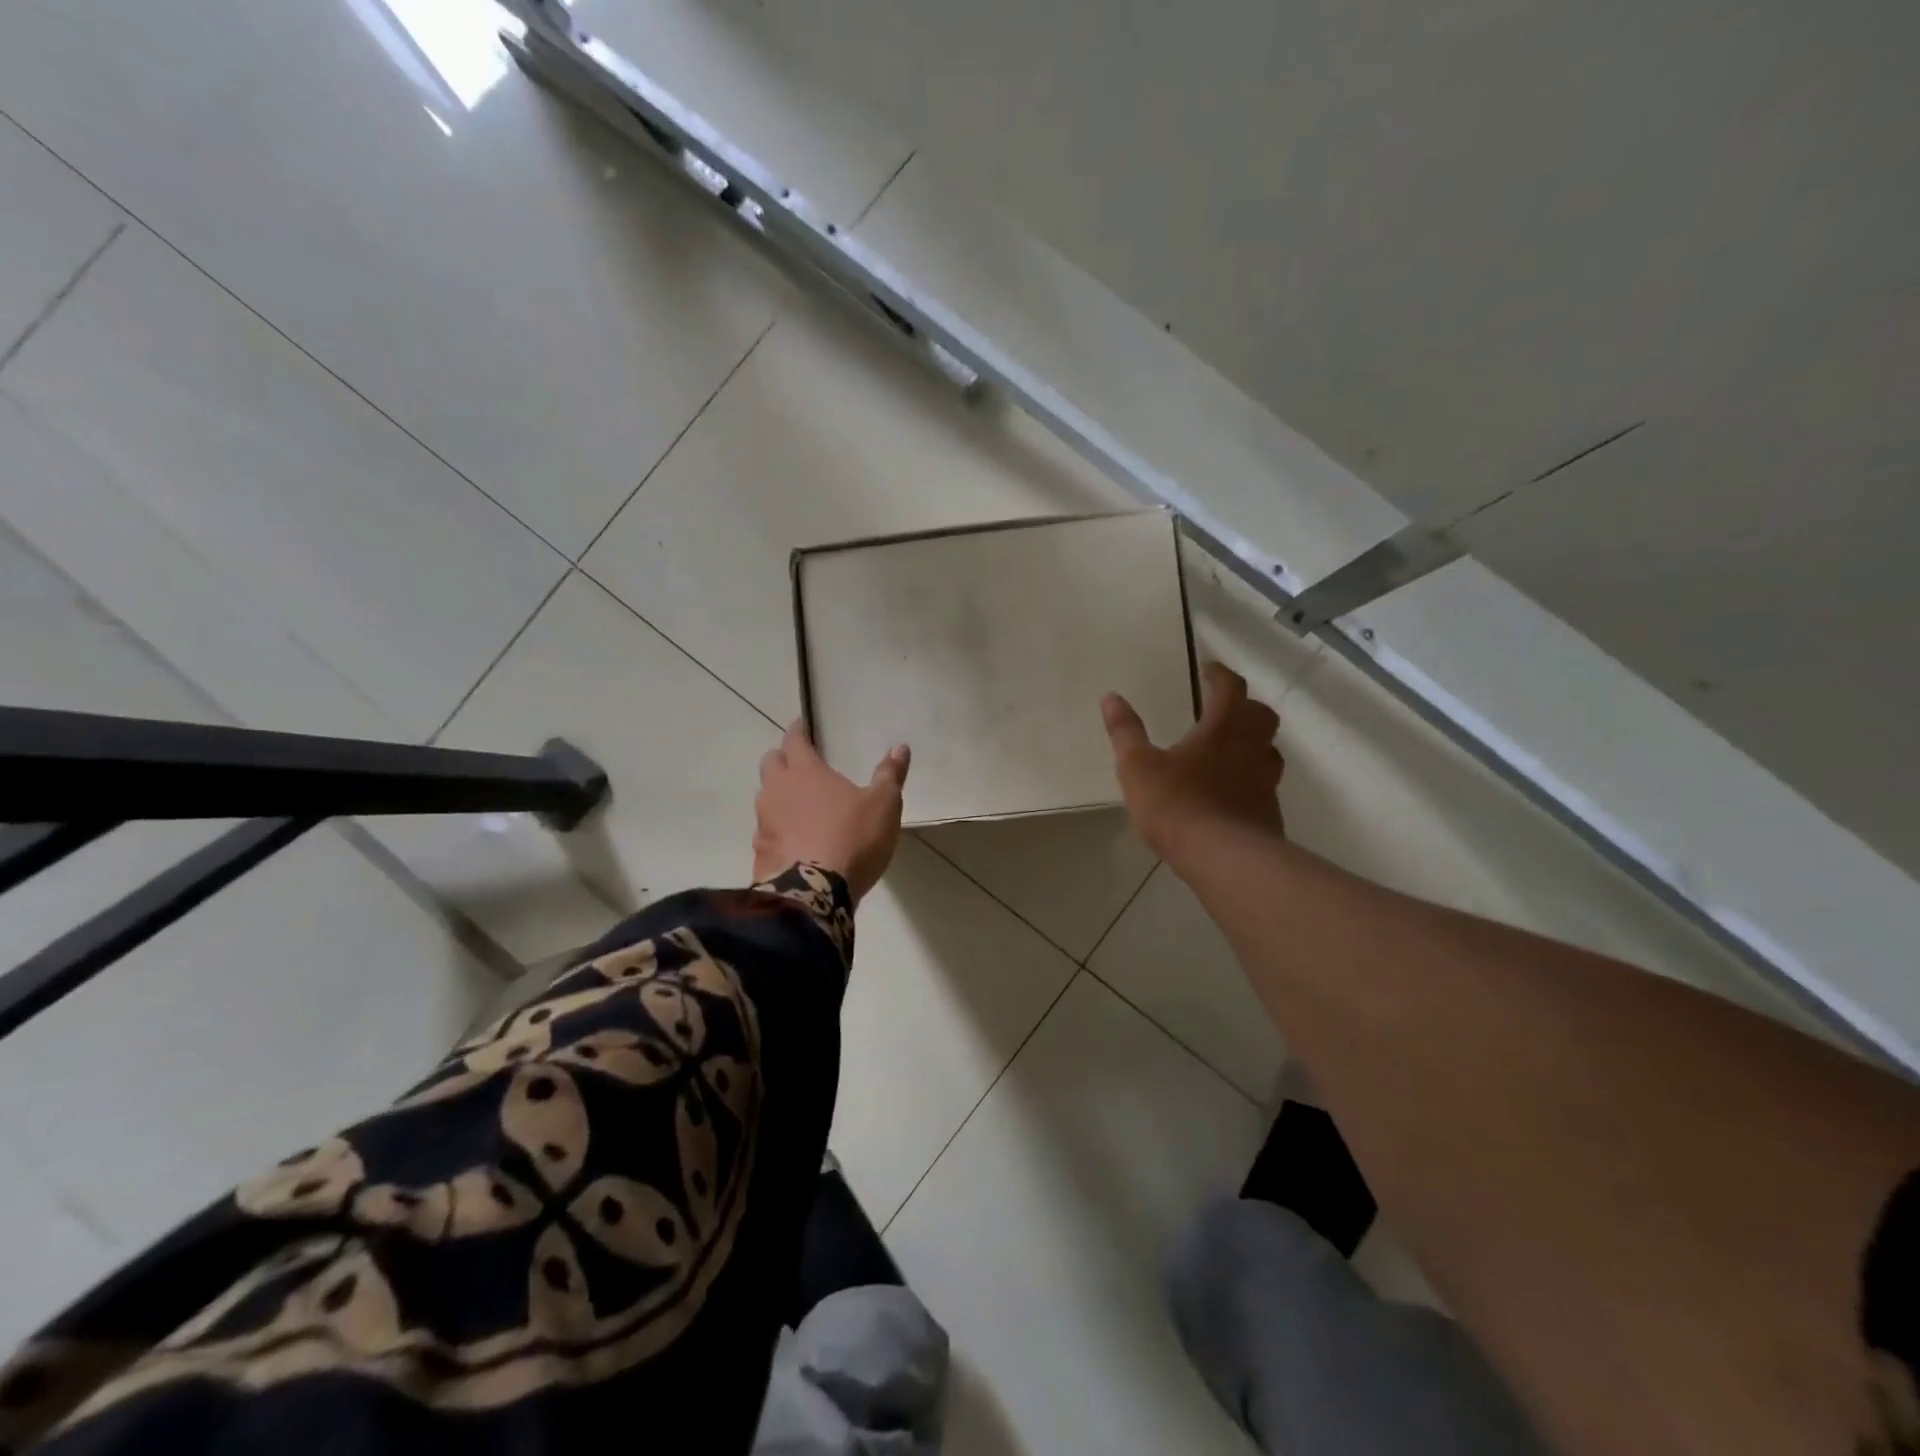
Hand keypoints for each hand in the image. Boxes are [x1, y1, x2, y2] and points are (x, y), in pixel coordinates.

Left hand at [754, 723, 910, 902]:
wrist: (814, 894)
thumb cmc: (852, 838)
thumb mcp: (884, 805)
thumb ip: (890, 775)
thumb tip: (900, 748)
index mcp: (804, 771)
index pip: (793, 739)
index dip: (798, 731)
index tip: (803, 727)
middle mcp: (776, 790)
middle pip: (771, 763)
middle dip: (783, 760)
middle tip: (801, 766)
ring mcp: (763, 823)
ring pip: (765, 798)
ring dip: (779, 797)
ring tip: (800, 808)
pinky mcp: (759, 853)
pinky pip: (766, 833)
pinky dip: (778, 831)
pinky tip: (794, 843)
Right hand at [1101, 662, 1284, 860]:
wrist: (1225, 859)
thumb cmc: (1178, 805)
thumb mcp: (1137, 767)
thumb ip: (1125, 731)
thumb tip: (1110, 697)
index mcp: (1222, 729)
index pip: (1230, 689)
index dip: (1220, 676)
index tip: (1208, 670)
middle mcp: (1250, 749)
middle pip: (1261, 715)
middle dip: (1245, 706)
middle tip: (1224, 709)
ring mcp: (1265, 782)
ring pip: (1269, 750)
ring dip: (1253, 743)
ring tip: (1230, 750)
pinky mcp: (1269, 813)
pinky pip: (1265, 785)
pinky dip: (1251, 779)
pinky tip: (1231, 793)